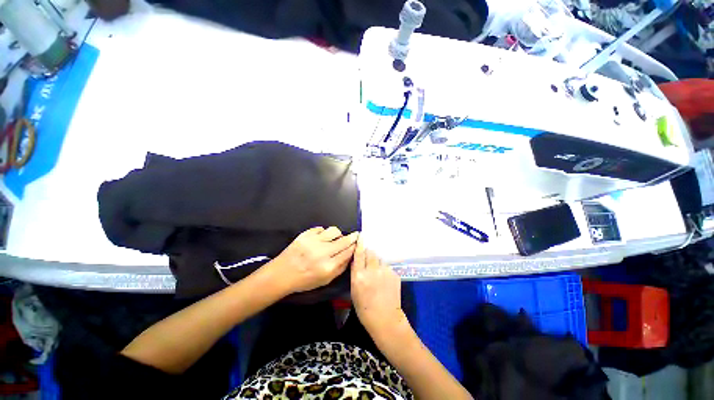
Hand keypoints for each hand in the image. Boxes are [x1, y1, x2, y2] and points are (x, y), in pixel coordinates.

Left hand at [269, 227, 358, 293]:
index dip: (355, 246)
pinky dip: (324, 232)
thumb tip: (351, 255)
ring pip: (334, 231)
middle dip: (352, 237)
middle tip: (355, 235)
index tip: (358, 242)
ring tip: (336, 237)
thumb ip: (340, 268)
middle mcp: (322, 252)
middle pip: (344, 240)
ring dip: (338, 234)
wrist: (282, 274)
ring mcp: (313, 241)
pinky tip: (322, 237)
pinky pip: (321, 228)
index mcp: (328, 267)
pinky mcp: (305, 234)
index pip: (348, 252)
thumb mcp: (325, 280)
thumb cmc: (304, 280)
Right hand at [351, 237, 405, 335]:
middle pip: (371, 253)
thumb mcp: (354, 290)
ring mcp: (385, 271)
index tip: (361, 236)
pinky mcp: (394, 274)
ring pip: (379, 259)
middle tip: (368, 261)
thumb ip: (356, 273)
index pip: (359, 254)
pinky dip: (384, 270)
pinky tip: (384, 281)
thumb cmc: (364, 308)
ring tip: (377, 274)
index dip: (360, 244)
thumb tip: (357, 260)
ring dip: (377, 263)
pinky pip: (387, 267)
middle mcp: (372, 270)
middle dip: (369, 254)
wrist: (385, 319)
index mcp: (359, 275)